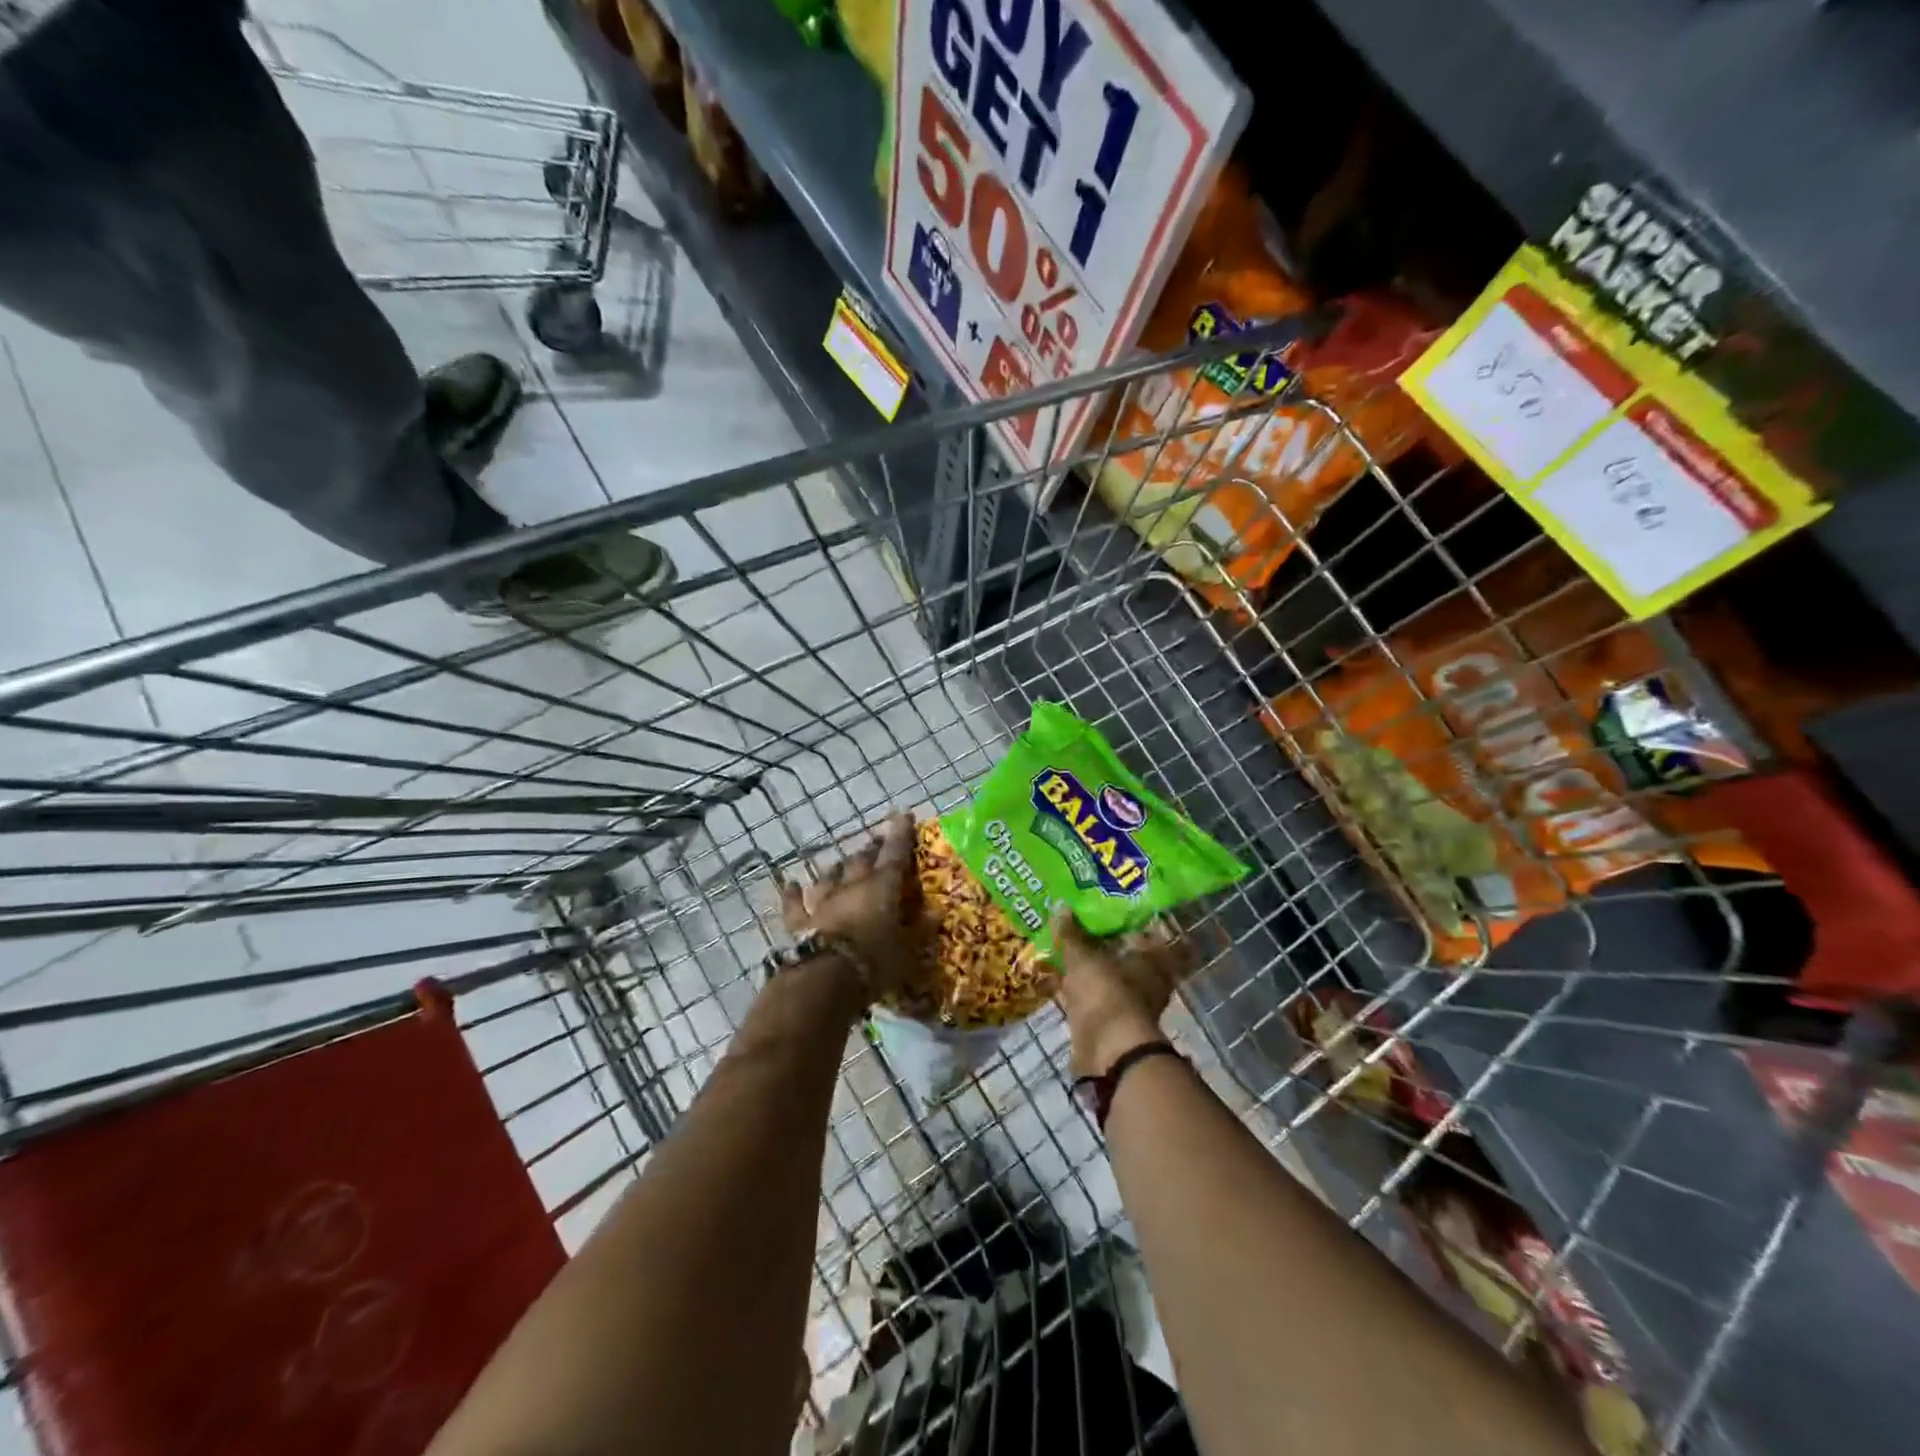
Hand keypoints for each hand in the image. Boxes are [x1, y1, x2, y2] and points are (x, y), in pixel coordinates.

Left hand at [778, 813, 918, 1000]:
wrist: (826, 978)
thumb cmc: (875, 961)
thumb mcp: (909, 951)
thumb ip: (920, 930)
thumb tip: (934, 912)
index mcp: (882, 888)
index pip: (895, 854)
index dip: (901, 834)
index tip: (903, 814)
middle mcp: (852, 887)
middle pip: (861, 860)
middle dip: (870, 850)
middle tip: (876, 844)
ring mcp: (824, 902)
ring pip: (830, 876)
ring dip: (838, 869)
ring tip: (843, 862)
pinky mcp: (801, 922)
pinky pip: (796, 904)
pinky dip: (795, 894)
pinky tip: (793, 885)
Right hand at [1053, 910, 1193, 1078]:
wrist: (1109, 1049)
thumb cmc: (1105, 992)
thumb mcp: (1082, 957)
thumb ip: (1072, 934)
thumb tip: (1061, 905)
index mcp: (1152, 958)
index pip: (1147, 932)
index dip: (1130, 922)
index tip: (1110, 912)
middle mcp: (1149, 979)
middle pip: (1128, 955)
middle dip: (1107, 945)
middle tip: (1082, 930)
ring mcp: (1133, 1003)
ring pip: (1112, 978)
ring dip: (1095, 970)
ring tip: (1069, 953)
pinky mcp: (1114, 1022)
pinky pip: (1098, 997)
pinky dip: (1085, 991)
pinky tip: (1064, 981)